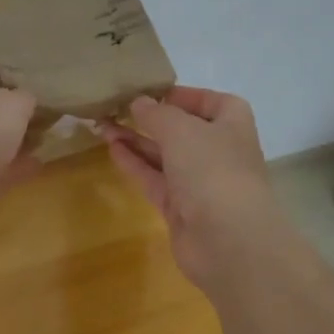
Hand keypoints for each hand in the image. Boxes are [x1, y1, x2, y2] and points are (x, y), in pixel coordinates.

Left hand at [0, 47, 38, 238]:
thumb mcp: (12, 103)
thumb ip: (28, 98)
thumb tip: (33, 100)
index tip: (21, 42)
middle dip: (16, 93)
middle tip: (53, 86)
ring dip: (21, 132)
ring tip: (56, 123)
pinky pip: (2, 169)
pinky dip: (21, 165)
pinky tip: (46, 159)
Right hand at [101, 87, 278, 287]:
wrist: (229, 241)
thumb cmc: (212, 170)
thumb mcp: (181, 130)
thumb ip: (156, 113)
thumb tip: (138, 102)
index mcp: (231, 124)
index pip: (210, 101)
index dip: (183, 95)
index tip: (150, 91)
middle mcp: (218, 150)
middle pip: (182, 128)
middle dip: (150, 118)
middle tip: (115, 107)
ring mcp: (199, 181)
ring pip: (164, 154)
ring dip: (136, 140)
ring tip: (102, 125)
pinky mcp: (180, 207)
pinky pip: (154, 178)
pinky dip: (134, 163)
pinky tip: (111, 149)